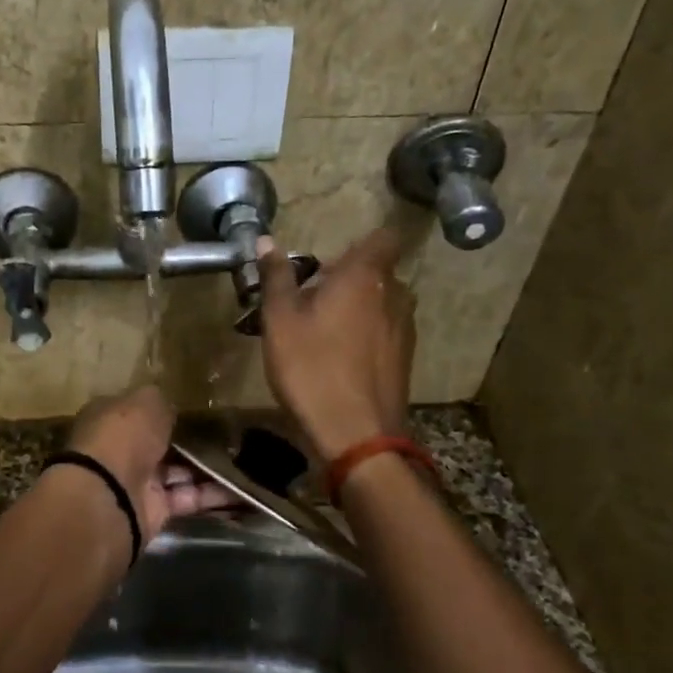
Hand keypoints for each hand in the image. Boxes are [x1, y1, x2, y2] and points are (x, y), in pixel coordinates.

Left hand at [66, 386, 236, 541]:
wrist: (109, 496)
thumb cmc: (124, 436)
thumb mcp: (147, 402)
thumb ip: (162, 403)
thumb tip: (171, 407)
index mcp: (111, 419)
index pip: (140, 412)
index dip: (165, 411)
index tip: (198, 409)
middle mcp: (122, 450)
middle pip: (161, 444)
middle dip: (191, 442)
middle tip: (230, 435)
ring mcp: (138, 482)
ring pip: (179, 472)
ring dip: (209, 469)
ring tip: (246, 461)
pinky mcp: (155, 511)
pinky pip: (189, 498)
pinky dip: (213, 496)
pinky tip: (242, 488)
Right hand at [255, 226, 414, 462]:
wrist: (356, 435)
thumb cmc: (312, 369)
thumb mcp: (280, 321)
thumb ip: (277, 277)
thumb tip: (267, 241)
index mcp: (365, 276)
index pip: (382, 237)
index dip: (360, 242)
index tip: (329, 260)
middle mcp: (394, 295)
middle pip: (376, 272)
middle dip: (346, 279)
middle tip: (307, 300)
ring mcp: (405, 329)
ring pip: (380, 303)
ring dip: (355, 308)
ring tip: (320, 332)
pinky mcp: (406, 359)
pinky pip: (384, 331)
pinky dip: (365, 334)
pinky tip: (338, 359)